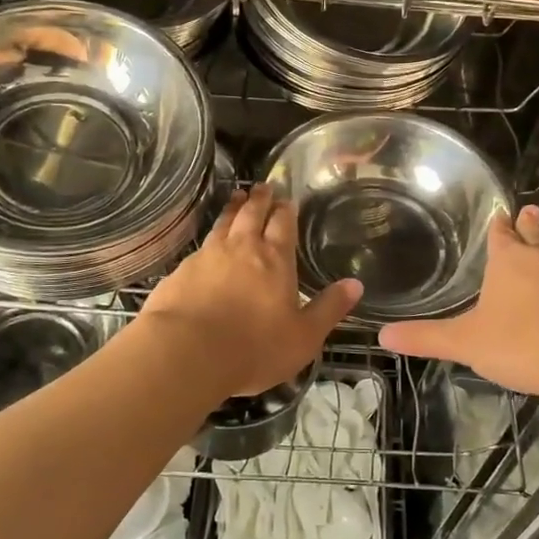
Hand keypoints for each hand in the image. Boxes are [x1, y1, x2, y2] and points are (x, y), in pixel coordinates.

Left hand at [138, 184, 361, 397]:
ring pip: (224, 223)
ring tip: (237, 197)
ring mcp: (208, 256)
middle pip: (251, 214)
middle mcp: (242, 248)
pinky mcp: (182, 270)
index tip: (287, 198)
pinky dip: (210, 236)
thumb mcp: (303, 336)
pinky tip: (208, 242)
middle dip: (260, 199)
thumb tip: (355, 284)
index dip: (286, 210)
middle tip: (263, 186)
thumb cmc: (254, 348)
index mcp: (275, 259)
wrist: (186, 352)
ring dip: (233, 208)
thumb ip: (329, 309)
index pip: (283, 224)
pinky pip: (201, 245)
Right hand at [379, 205, 538, 401]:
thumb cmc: (522, 345)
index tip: (501, 212)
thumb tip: (382, 336)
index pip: (501, 234)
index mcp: (510, 262)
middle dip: (530, 226)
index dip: (498, 225)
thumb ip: (427, 338)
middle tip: (530, 212)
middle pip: (536, 236)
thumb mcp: (467, 343)